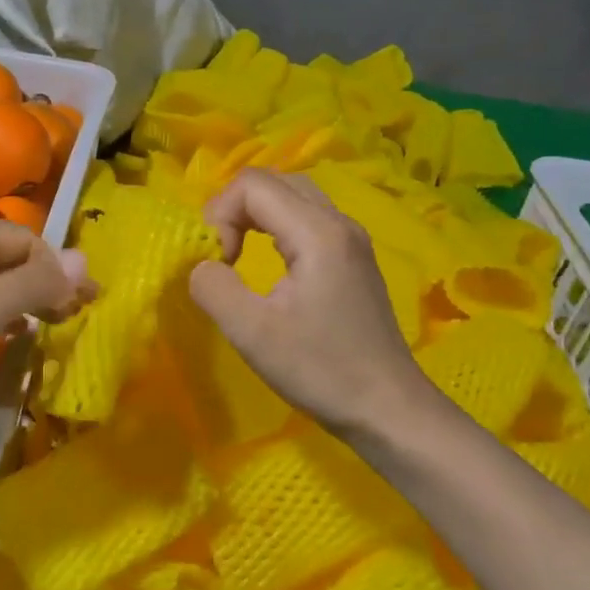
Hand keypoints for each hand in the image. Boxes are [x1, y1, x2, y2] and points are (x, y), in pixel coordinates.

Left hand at [0, 218, 91, 426]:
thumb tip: (86, 260)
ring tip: (51, 325)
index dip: (59, 268)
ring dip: (26, 298)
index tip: (86, 304)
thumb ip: (33, 284)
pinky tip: (11, 333)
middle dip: (45, 282)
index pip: (26, 239)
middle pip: (10, 255)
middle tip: (75, 316)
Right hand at [188, 170, 437, 440]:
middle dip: (235, 208)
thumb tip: (200, 265)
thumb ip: (214, 288)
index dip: (220, 213)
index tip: (218, 262)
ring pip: (293, 196)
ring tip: (239, 256)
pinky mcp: (354, 257)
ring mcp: (351, 239)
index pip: (253, 184)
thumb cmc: (322, 370)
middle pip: (275, 181)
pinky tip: (270, 264)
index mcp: (318, 233)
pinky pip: (308, 218)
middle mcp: (339, 222)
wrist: (389, 409)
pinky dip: (277, 227)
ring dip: (256, 216)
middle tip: (222, 253)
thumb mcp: (253, 334)